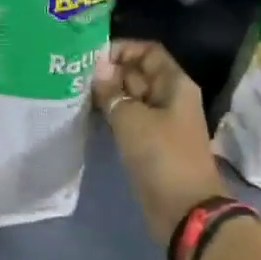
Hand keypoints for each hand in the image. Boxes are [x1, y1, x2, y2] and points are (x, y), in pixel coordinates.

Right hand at [94, 40, 228, 243]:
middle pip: (139, 73)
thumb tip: (97, 68)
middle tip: (76, 76)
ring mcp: (161, 122)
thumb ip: (111, 91)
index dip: (122, 49)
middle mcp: (170, 98)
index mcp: (175, 84)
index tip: (92, 57)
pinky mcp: (151, 144)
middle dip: (110, 72)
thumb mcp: (131, 119)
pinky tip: (88, 115)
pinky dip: (112, 115)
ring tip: (76, 93)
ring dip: (108, 95)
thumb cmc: (162, 157)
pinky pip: (130, 120)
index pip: (148, 51)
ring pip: (132, 98)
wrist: (184, 210)